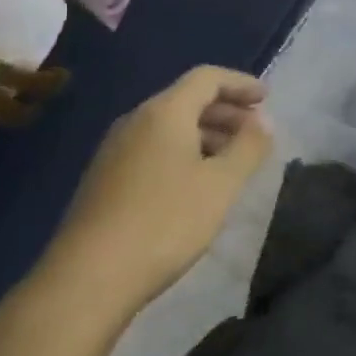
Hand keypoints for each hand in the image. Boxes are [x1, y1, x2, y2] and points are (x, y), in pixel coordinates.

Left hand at [46, 66, 272, 308]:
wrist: (89, 277)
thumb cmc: (165, 222)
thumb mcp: (221, 185)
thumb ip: (248, 147)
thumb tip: (263, 121)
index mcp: (164, 112)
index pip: (207, 78)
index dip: (240, 83)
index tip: (266, 99)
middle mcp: (135, 121)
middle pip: (186, 100)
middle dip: (226, 111)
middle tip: (255, 132)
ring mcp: (115, 150)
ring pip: (169, 127)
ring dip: (206, 134)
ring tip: (232, 161)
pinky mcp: (105, 179)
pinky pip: (152, 149)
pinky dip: (183, 153)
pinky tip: (196, 185)